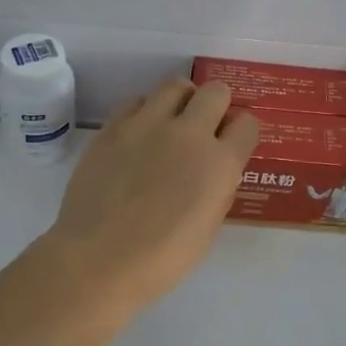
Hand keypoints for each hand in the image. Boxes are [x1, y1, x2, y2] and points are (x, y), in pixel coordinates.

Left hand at [41, 78, 259, 310]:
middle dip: (216, 105)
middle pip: (215, 91)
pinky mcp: (114, 126)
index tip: (231, 143)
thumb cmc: (161, 259)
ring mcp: (148, 124)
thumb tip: (213, 169)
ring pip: (175, 85)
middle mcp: (189, 133)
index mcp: (220, 163)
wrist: (98, 260)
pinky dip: (145, 111)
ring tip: (171, 122)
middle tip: (204, 126)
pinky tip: (139, 135)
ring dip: (181, 100)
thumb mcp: (208, 227)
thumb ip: (217, 188)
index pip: (247, 123)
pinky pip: (137, 101)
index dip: (241, 132)